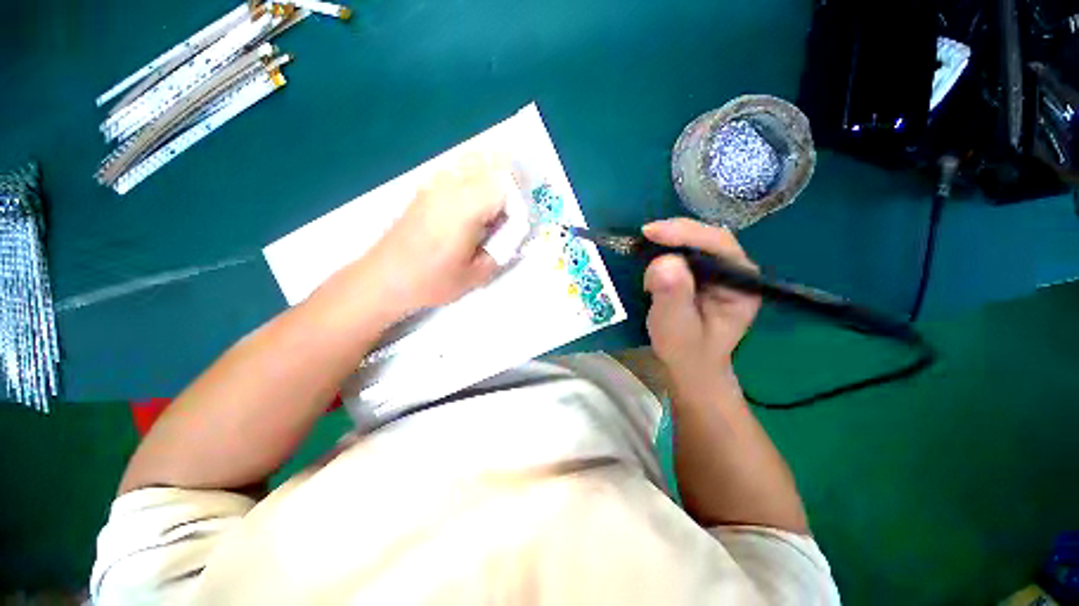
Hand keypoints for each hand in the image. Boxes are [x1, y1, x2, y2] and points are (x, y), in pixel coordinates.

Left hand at [365, 153, 507, 314]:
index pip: (506, 184)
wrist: (384, 278)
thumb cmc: (431, 281)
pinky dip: (475, 181)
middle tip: (510, 217)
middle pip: (493, 165)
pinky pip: (459, 171)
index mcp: (465, 207)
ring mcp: (435, 183)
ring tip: (493, 212)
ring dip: (493, 181)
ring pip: (475, 162)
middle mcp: (450, 186)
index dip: (519, 204)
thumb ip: (502, 251)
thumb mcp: (476, 275)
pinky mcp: (426, 188)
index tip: (516, 227)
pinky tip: (471, 209)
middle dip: (510, 188)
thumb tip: (515, 234)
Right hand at [642, 218, 760, 398]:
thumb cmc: (686, 351)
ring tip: (644, 245)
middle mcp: (736, 272)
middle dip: (676, 234)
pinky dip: (666, 248)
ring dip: (670, 240)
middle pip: (709, 238)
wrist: (689, 365)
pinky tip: (651, 252)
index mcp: (742, 284)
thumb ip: (673, 296)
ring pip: (696, 241)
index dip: (686, 234)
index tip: (652, 232)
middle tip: (645, 235)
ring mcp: (719, 271)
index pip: (720, 247)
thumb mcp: (676, 328)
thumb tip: (663, 262)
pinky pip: (685, 251)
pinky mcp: (702, 273)